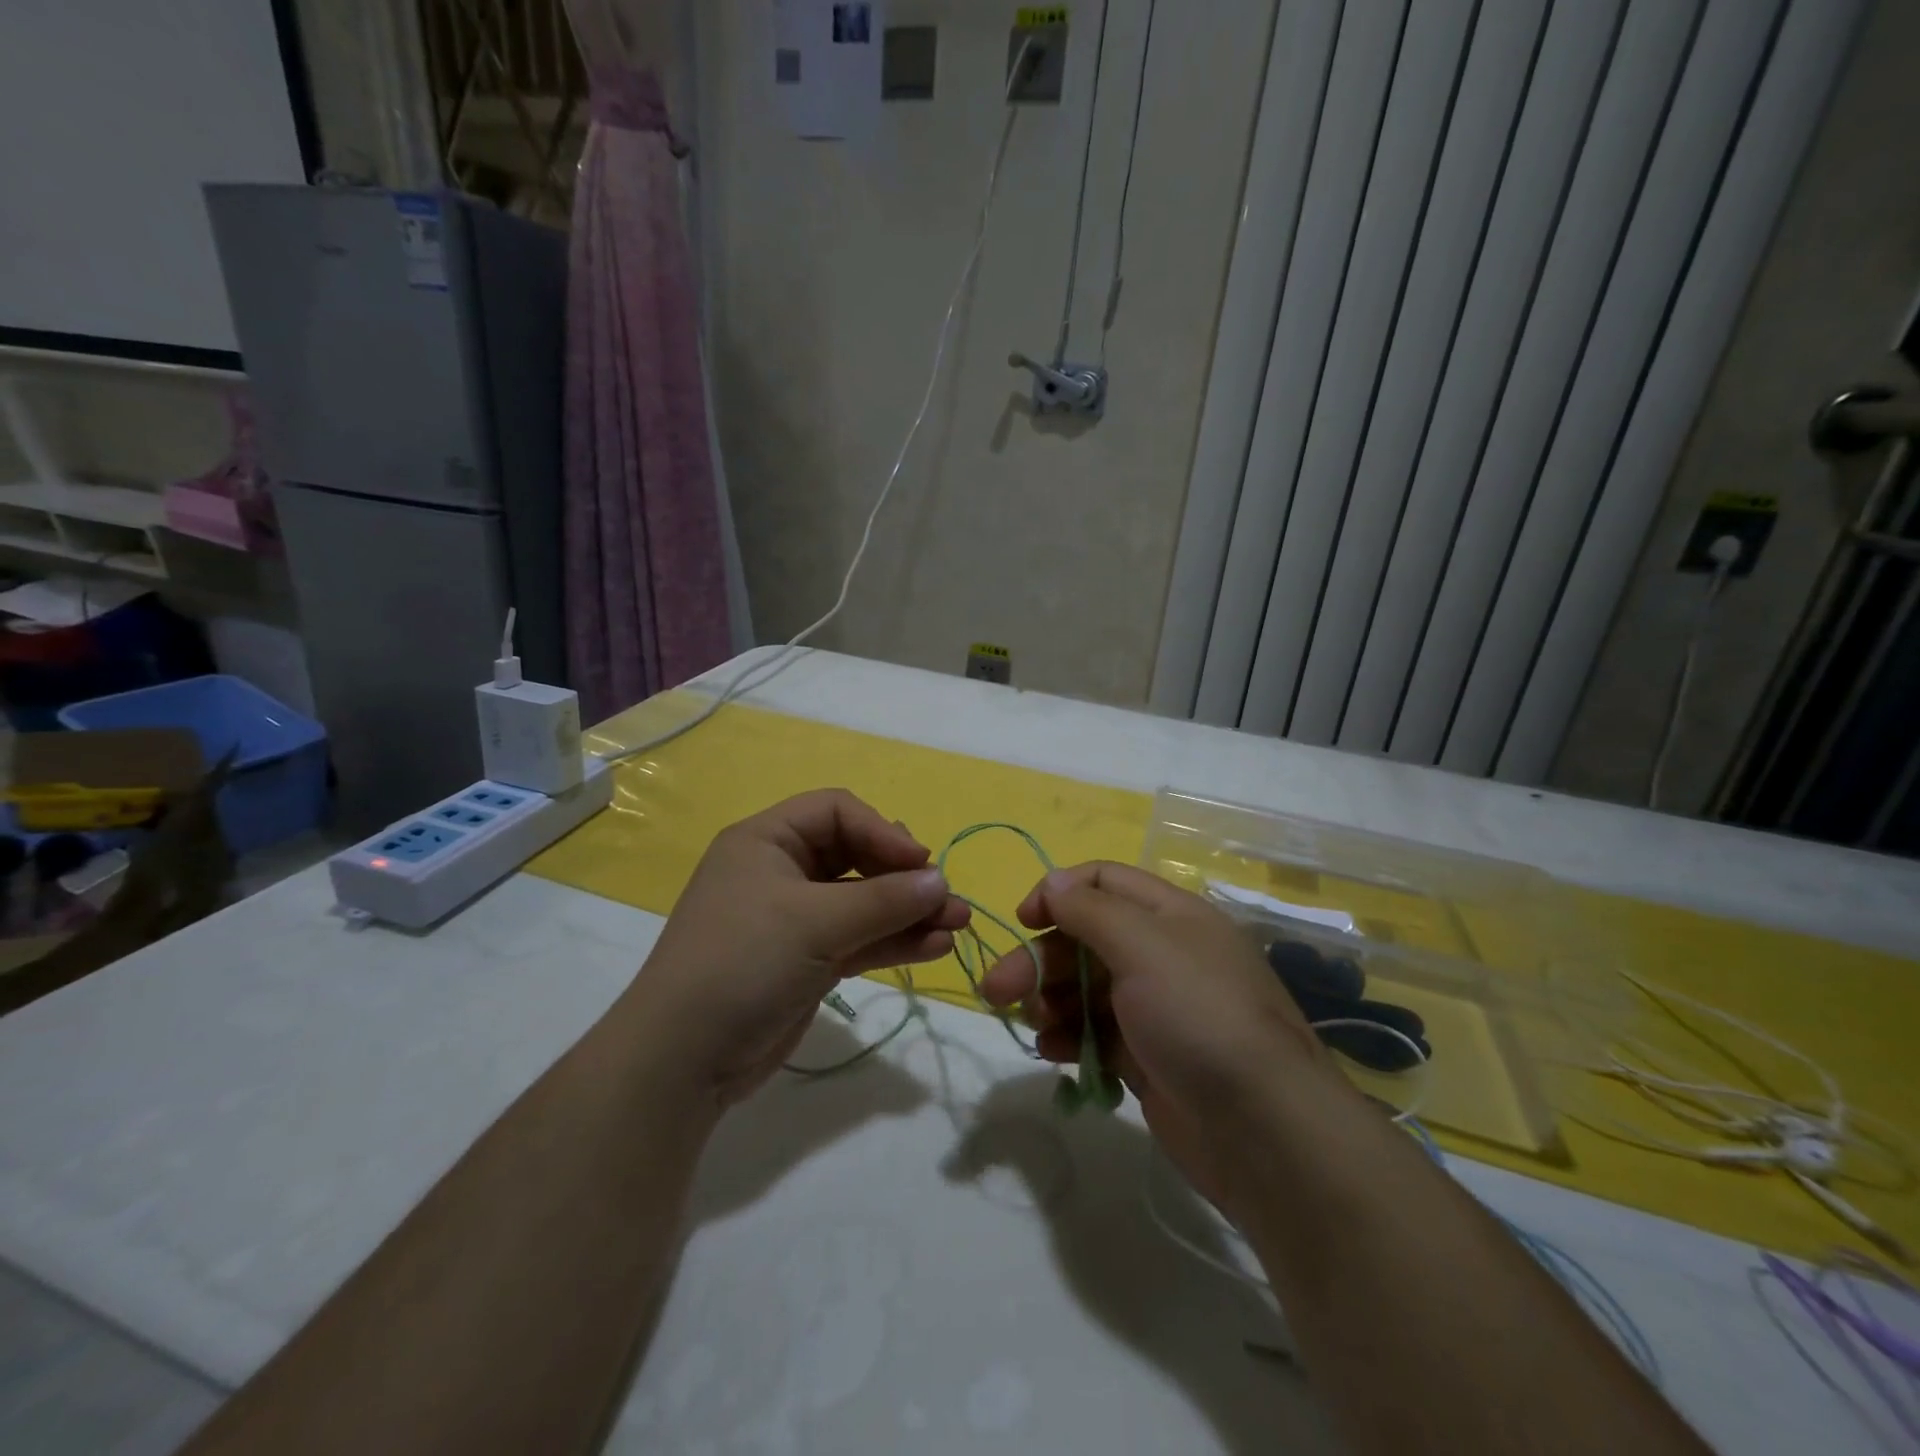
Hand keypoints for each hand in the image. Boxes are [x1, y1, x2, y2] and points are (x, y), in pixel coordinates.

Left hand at [626, 790, 969, 1109]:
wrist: (682, 1060)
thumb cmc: (742, 963)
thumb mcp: (814, 922)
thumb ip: (884, 900)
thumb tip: (941, 881)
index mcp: (768, 841)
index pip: (837, 811)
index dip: (882, 831)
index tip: (920, 864)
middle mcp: (782, 871)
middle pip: (856, 856)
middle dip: (903, 876)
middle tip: (945, 897)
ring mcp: (795, 919)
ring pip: (863, 902)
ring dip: (909, 912)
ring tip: (957, 925)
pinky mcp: (807, 961)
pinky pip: (859, 939)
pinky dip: (894, 941)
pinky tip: (934, 947)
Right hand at [979, 862, 1354, 1215]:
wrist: (1263, 1130)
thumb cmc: (1198, 1015)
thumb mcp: (1143, 946)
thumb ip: (1090, 910)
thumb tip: (1053, 882)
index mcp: (1170, 915)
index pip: (1104, 882)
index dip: (1059, 892)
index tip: (1023, 920)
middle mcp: (1162, 954)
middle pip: (1084, 938)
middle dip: (1039, 959)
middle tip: (996, 989)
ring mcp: (1154, 1008)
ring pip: (1084, 988)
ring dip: (1050, 999)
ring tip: (1035, 1024)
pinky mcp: (1147, 1056)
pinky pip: (1095, 1034)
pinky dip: (1069, 1037)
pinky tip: (1052, 1051)